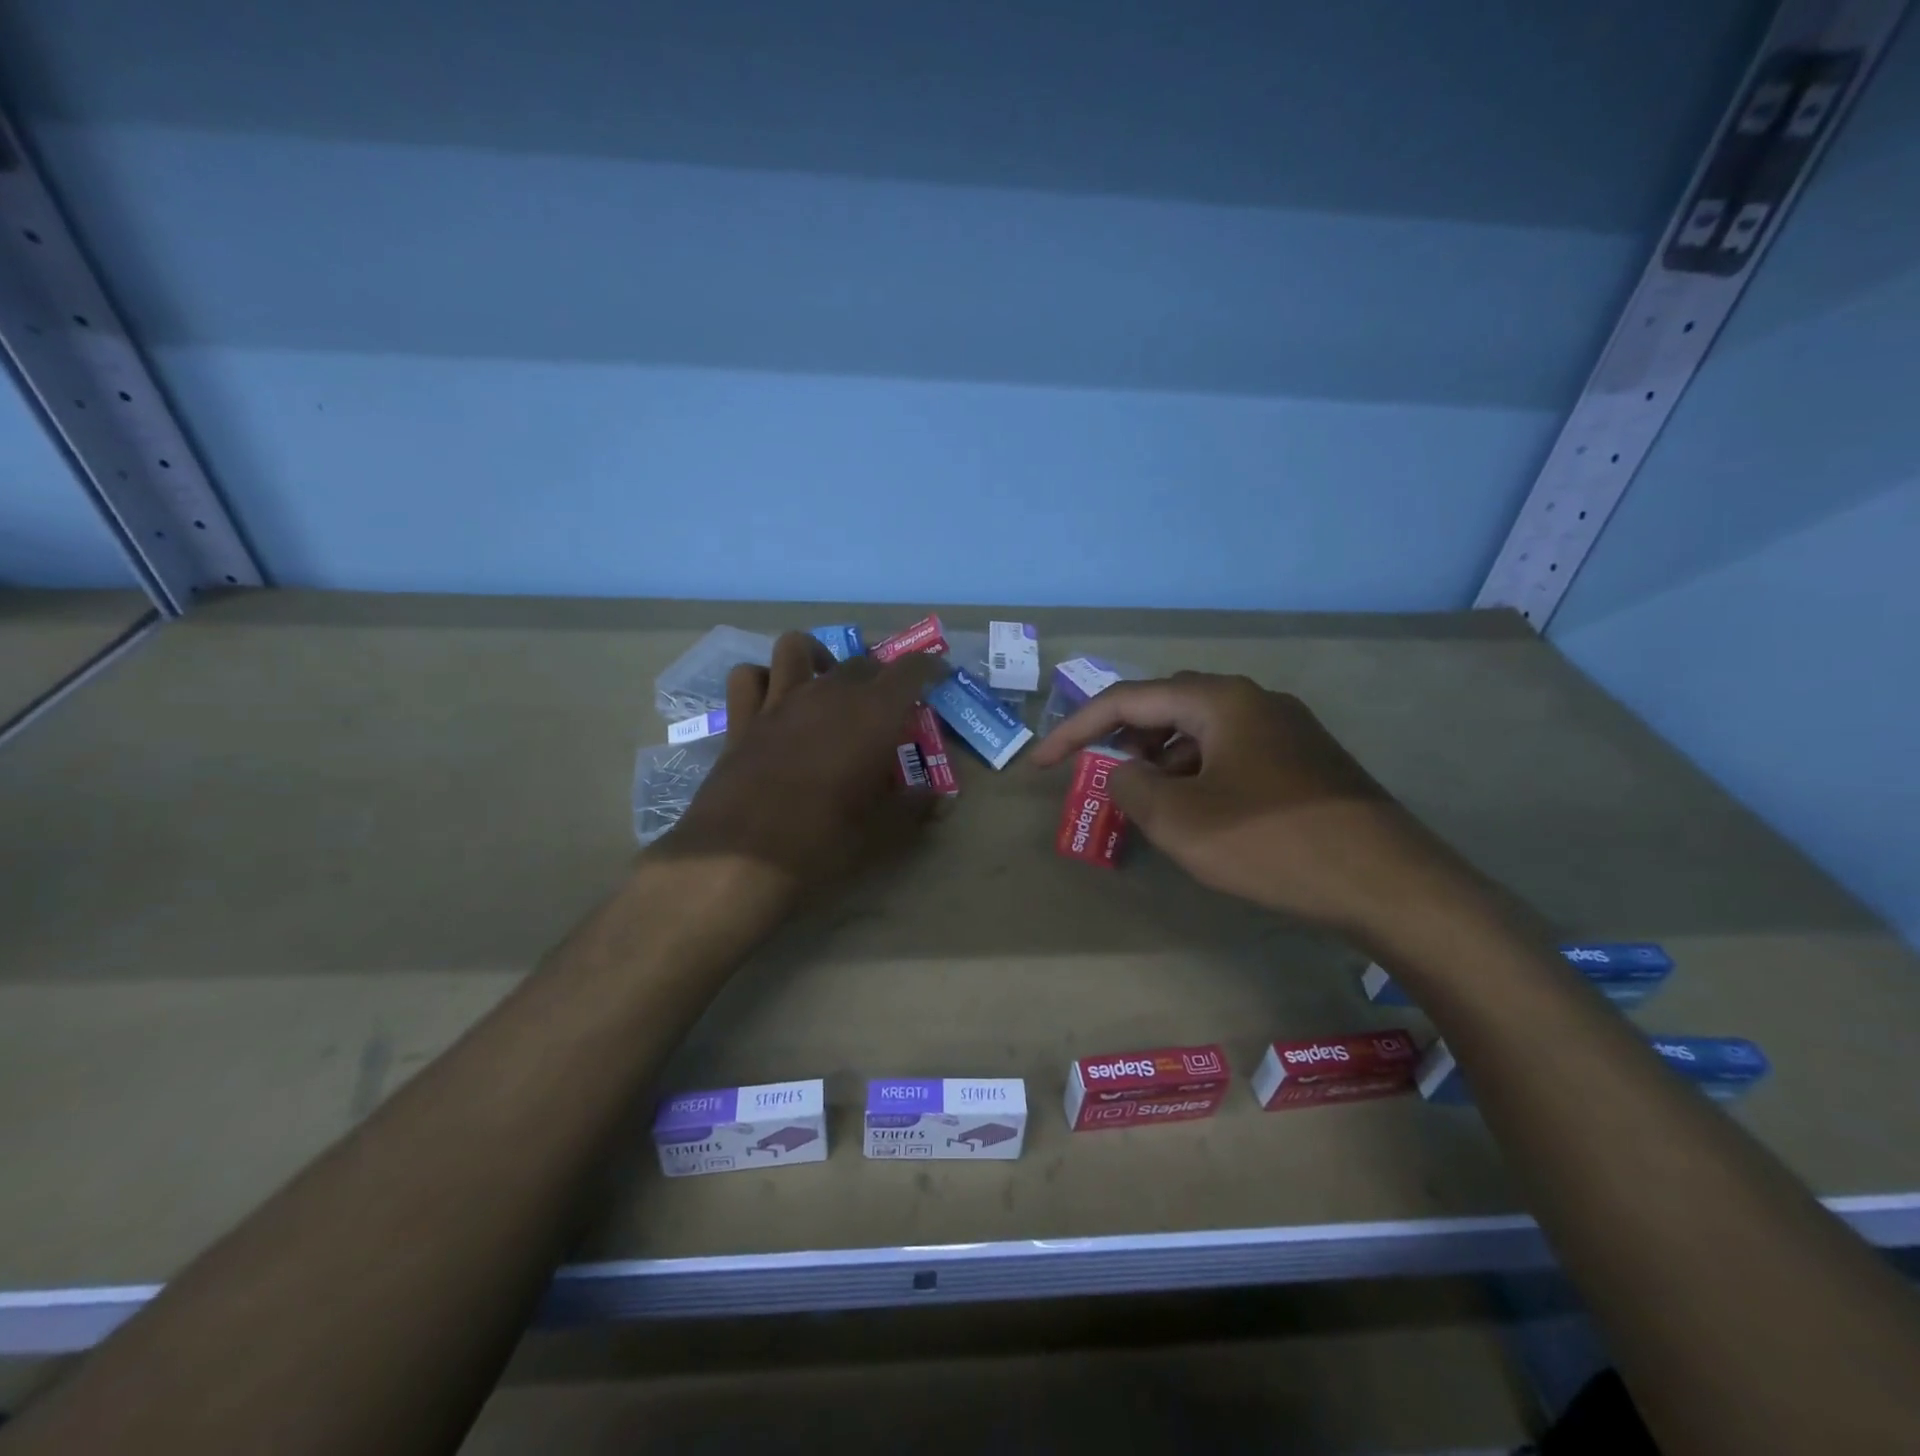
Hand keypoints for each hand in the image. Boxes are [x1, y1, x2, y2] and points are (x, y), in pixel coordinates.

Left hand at [652, 632, 944, 911]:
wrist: (743, 856)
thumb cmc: (825, 839)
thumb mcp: (883, 830)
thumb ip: (916, 807)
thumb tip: (941, 800)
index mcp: (873, 714)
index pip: (910, 670)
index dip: (928, 666)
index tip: (938, 674)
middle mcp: (828, 693)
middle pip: (861, 662)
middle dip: (880, 674)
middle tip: (887, 702)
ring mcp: (780, 701)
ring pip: (797, 647)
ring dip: (817, 656)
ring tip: (826, 681)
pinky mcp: (742, 719)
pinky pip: (749, 677)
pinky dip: (763, 679)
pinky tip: (773, 699)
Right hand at [1031, 671, 1461, 935]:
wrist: (1390, 883)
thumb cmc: (1272, 843)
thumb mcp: (1181, 821)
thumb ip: (1131, 788)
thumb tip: (1124, 774)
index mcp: (1219, 700)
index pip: (1128, 701)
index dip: (1075, 730)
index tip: (1041, 763)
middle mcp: (1253, 700)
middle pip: (1167, 706)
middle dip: (1123, 737)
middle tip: (1099, 772)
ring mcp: (1286, 729)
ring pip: (1202, 732)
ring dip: (1162, 759)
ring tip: (1148, 801)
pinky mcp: (1305, 761)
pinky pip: (1232, 753)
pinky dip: (1199, 773)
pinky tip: (1201, 812)